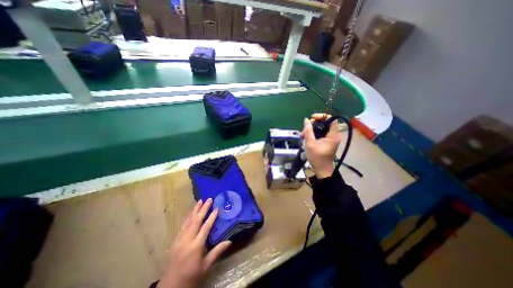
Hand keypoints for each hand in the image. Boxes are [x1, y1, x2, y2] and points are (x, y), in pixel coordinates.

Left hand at [160, 198, 230, 287]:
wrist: (171, 287)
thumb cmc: (191, 276)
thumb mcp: (205, 266)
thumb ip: (217, 252)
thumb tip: (229, 241)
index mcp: (196, 246)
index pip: (205, 227)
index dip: (212, 217)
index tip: (217, 208)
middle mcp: (187, 240)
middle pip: (196, 221)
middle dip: (203, 209)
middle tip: (209, 199)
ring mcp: (179, 240)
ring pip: (188, 221)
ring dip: (194, 210)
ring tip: (200, 201)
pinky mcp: (175, 241)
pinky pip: (182, 226)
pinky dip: (187, 218)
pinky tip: (190, 213)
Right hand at [301, 113, 341, 178]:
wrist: (321, 169)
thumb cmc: (317, 157)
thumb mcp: (310, 143)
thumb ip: (308, 131)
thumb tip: (306, 120)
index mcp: (333, 135)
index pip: (331, 119)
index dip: (321, 116)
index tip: (311, 118)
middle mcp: (334, 135)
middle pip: (325, 123)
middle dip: (313, 124)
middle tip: (304, 129)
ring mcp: (331, 138)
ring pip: (321, 128)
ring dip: (311, 130)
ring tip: (302, 135)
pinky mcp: (327, 141)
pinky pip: (320, 133)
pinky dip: (313, 134)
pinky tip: (306, 138)